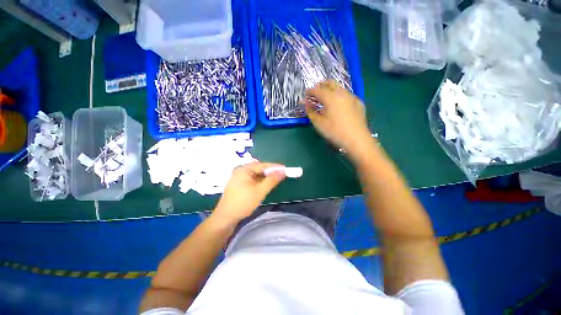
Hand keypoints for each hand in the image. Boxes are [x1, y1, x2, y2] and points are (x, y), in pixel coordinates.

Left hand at [213, 162, 285, 223]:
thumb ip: (272, 180)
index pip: (263, 165)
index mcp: (244, 169)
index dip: (275, 167)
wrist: (225, 218)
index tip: (285, 169)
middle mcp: (240, 170)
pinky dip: (259, 181)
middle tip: (281, 176)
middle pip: (259, 169)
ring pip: (255, 174)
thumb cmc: (243, 203)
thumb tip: (282, 171)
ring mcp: (238, 177)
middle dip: (270, 172)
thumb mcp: (260, 191)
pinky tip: (264, 186)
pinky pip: (252, 179)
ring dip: (265, 177)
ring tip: (274, 181)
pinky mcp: (238, 184)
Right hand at [304, 80, 372, 154]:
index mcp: (330, 97)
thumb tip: (306, 103)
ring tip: (326, 98)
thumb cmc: (334, 131)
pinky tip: (339, 105)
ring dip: (331, 90)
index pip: (317, 90)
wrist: (356, 139)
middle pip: (330, 83)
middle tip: (315, 92)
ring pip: (339, 88)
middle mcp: (342, 93)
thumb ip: (310, 111)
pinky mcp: (358, 103)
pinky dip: (339, 96)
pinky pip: (347, 95)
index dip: (310, 91)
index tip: (305, 94)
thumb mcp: (318, 123)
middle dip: (321, 86)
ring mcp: (352, 97)